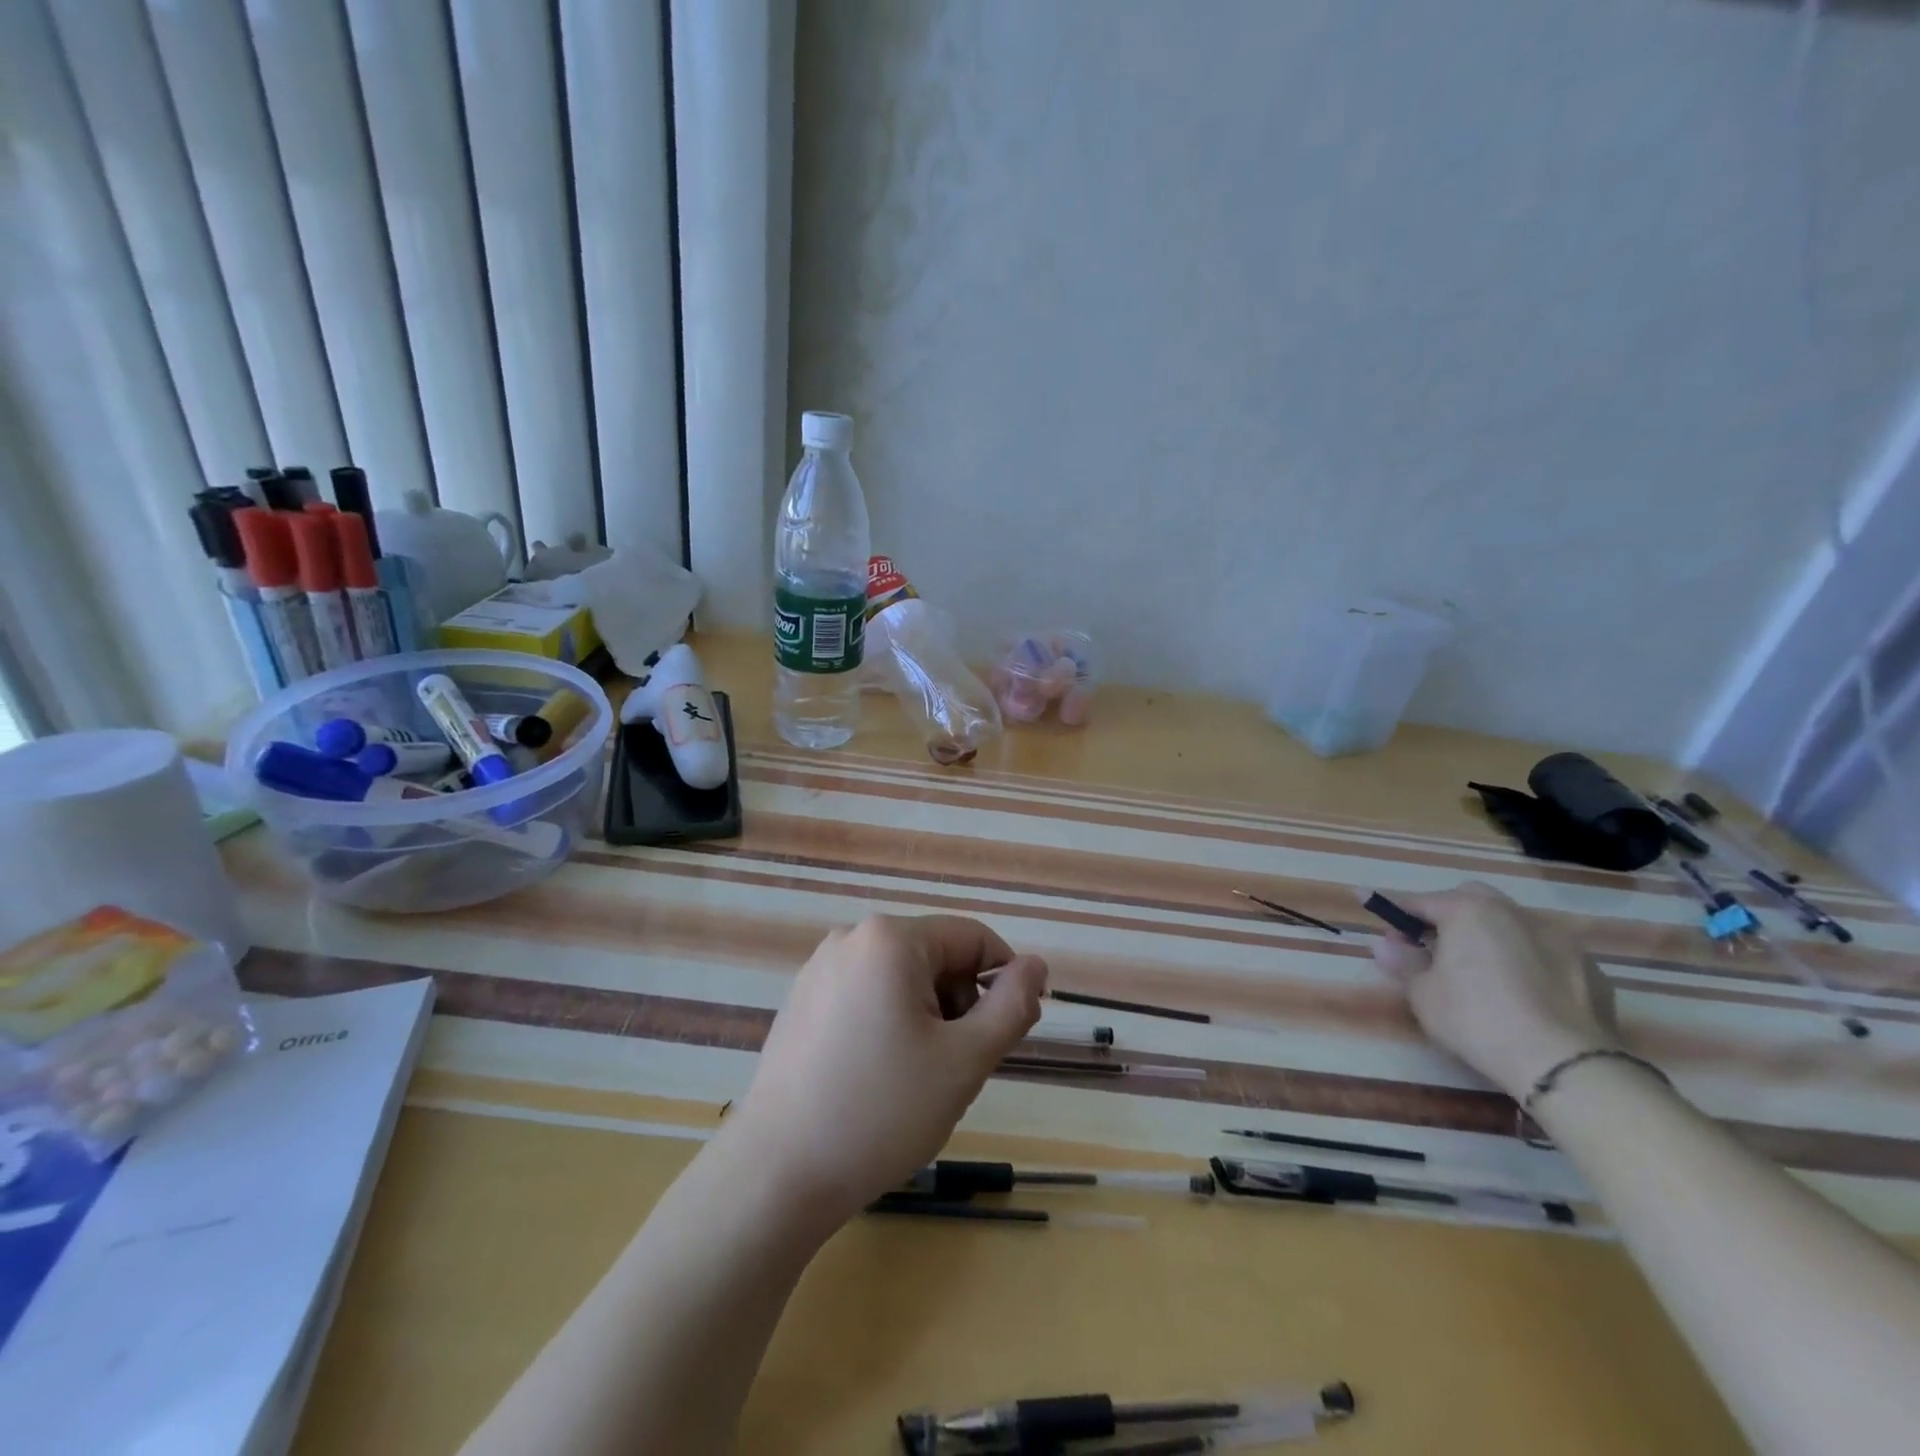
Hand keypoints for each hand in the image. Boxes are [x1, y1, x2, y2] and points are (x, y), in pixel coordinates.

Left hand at [727, 915, 1047, 1229]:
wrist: (777, 1174)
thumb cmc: (882, 1112)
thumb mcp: (965, 1060)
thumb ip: (1012, 1006)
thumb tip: (1036, 966)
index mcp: (890, 939)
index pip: (973, 938)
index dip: (1004, 981)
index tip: (1009, 1035)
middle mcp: (851, 939)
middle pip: (935, 957)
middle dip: (959, 1004)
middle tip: (955, 1068)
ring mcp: (819, 970)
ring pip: (902, 980)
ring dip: (927, 1019)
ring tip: (915, 1080)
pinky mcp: (801, 1002)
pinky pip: (867, 997)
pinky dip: (889, 1026)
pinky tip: (877, 1079)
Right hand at [1369, 882, 1618, 1097]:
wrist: (1564, 1064)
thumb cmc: (1476, 1018)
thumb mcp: (1423, 994)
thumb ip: (1402, 962)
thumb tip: (1383, 944)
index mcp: (1469, 911)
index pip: (1420, 902)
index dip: (1394, 909)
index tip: (1373, 911)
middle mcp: (1515, 913)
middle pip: (1472, 900)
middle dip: (1449, 916)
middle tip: (1433, 947)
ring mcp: (1560, 940)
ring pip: (1514, 925)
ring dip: (1491, 938)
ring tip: (1480, 973)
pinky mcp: (1591, 971)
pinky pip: (1547, 956)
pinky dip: (1529, 965)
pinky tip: (1523, 996)